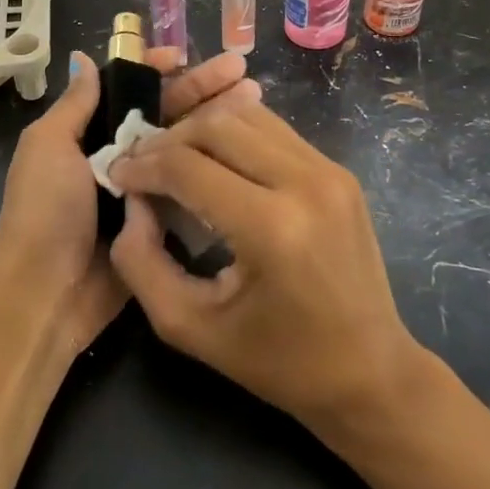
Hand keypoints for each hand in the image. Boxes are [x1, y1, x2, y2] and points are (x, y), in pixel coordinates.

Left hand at [0, 47, 260, 354]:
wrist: (48, 291)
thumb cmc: (45, 210)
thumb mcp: (48, 146)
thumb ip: (74, 105)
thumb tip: (84, 58)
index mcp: (87, 133)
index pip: (127, 90)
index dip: (155, 70)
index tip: (186, 57)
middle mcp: (117, 155)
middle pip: (164, 113)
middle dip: (200, 90)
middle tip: (243, 73)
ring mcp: (141, 190)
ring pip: (183, 147)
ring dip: (216, 124)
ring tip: (256, 101)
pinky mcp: (161, 222)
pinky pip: (190, 188)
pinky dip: (214, 169)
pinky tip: (247, 149)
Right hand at [106, 101, 421, 432]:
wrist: (372, 372)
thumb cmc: (279, 362)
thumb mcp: (191, 327)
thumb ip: (142, 264)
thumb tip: (133, 203)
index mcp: (272, 228)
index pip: (188, 167)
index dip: (142, 166)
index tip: (117, 176)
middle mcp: (305, 183)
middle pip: (216, 126)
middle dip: (168, 140)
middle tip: (142, 165)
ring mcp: (329, 171)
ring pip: (246, 116)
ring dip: (201, 130)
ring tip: (175, 159)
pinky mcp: (338, 171)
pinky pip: (273, 130)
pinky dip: (234, 135)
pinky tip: (216, 162)